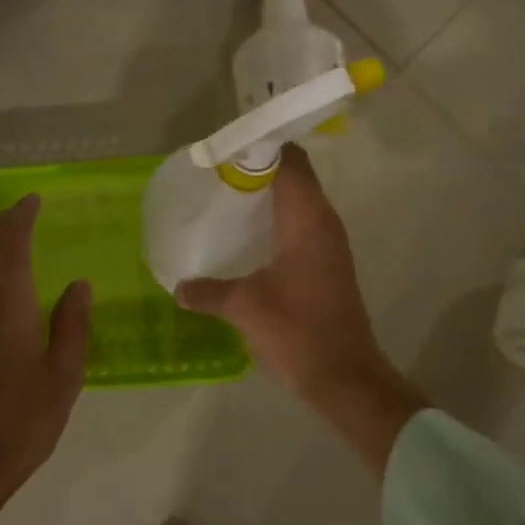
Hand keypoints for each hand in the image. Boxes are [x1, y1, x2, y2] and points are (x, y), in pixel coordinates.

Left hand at [0, 195, 91, 524]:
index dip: (21, 216)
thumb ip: (72, 325)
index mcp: (7, 306)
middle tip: (21, 215)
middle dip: (1, 226)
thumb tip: (78, 285)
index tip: (33, 201)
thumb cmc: (20, 425)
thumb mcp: (63, 377)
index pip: (11, 243)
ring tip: (10, 250)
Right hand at [176, 145, 427, 476]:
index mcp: (308, 220)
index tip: (222, 148)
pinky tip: (244, 235)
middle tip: (215, 172)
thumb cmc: (299, 332)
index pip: (289, 161)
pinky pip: (299, 224)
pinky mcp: (326, 264)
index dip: (258, 147)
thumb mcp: (245, 307)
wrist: (345, 377)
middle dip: (257, 167)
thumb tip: (178, 287)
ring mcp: (328, 244)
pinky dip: (274, 218)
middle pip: (294, 176)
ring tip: (224, 196)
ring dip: (266, 194)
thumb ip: (208, 292)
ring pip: (297, 201)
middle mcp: (323, 223)